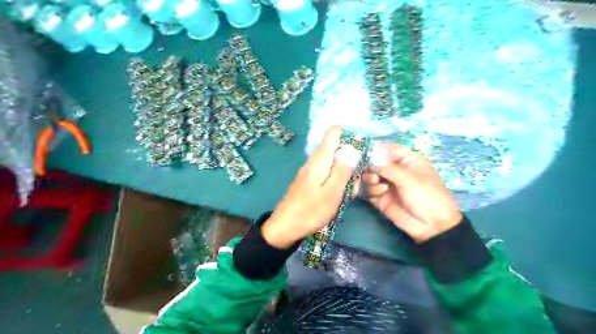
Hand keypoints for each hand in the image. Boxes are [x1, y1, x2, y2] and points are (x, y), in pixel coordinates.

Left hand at [262, 126, 363, 248]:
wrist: (285, 227)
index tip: (363, 149)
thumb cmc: (310, 211)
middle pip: (337, 150)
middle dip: (352, 162)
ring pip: (335, 164)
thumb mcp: (332, 192)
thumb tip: (353, 147)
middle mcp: (315, 161)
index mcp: (320, 160)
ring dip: (346, 176)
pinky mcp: (311, 181)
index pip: (333, 133)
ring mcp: (312, 171)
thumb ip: (343, 170)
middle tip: (356, 184)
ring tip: (349, 194)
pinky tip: (340, 197)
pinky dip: (338, 183)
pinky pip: (328, 174)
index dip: (350, 135)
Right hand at [364, 143, 459, 241]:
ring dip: (370, 178)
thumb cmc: (427, 196)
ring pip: (369, 175)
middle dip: (369, 166)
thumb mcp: (409, 179)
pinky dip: (370, 190)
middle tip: (370, 171)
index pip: (388, 149)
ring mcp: (387, 184)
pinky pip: (369, 190)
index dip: (376, 149)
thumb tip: (368, 158)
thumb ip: (387, 167)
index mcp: (407, 160)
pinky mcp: (381, 198)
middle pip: (375, 162)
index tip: (364, 152)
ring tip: (376, 183)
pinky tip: (379, 194)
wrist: (432, 226)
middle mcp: (395, 170)